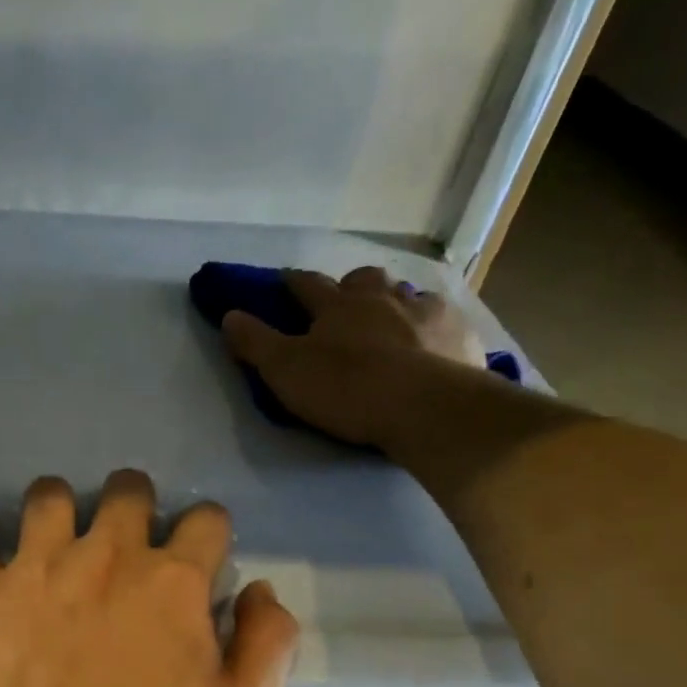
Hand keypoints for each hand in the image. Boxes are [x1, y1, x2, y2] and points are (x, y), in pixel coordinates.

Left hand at [0, 471, 298, 686]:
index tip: (200, 558)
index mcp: (172, 581)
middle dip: (135, 504)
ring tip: (53, 540)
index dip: (208, 533)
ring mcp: (36, 567)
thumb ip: (267, 643)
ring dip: (58, 507)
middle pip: (127, 491)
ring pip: (48, 495)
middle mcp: (106, 554)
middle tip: (125, 543)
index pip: (206, 520)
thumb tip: (259, 590)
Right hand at [222, 267, 486, 446]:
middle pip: (364, 280)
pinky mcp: (458, 334)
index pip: (307, 285)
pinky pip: (443, 321)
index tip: (283, 281)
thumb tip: (229, 314)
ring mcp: (425, 312)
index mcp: (337, 305)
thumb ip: (256, 343)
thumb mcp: (285, 370)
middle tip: (346, 303)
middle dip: (351, 286)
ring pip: (406, 295)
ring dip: (394, 303)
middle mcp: (382, 297)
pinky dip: (432, 327)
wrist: (425, 406)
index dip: (292, 282)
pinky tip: (432, 342)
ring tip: (391, 322)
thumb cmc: (346, 388)